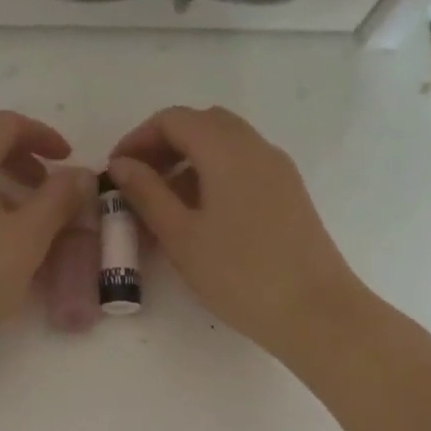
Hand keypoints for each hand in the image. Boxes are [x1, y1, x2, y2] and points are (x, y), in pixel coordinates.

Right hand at [107, 106, 364, 361]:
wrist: (314, 311)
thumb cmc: (239, 274)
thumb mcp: (181, 236)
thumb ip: (147, 193)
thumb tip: (121, 165)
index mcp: (227, 150)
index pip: (174, 119)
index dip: (138, 138)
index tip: (116, 170)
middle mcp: (256, 148)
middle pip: (202, 125)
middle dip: (164, 146)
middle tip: (137, 182)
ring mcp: (278, 170)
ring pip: (224, 146)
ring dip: (188, 162)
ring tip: (162, 205)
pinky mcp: (288, 193)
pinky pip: (242, 167)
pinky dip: (212, 176)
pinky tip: (198, 217)